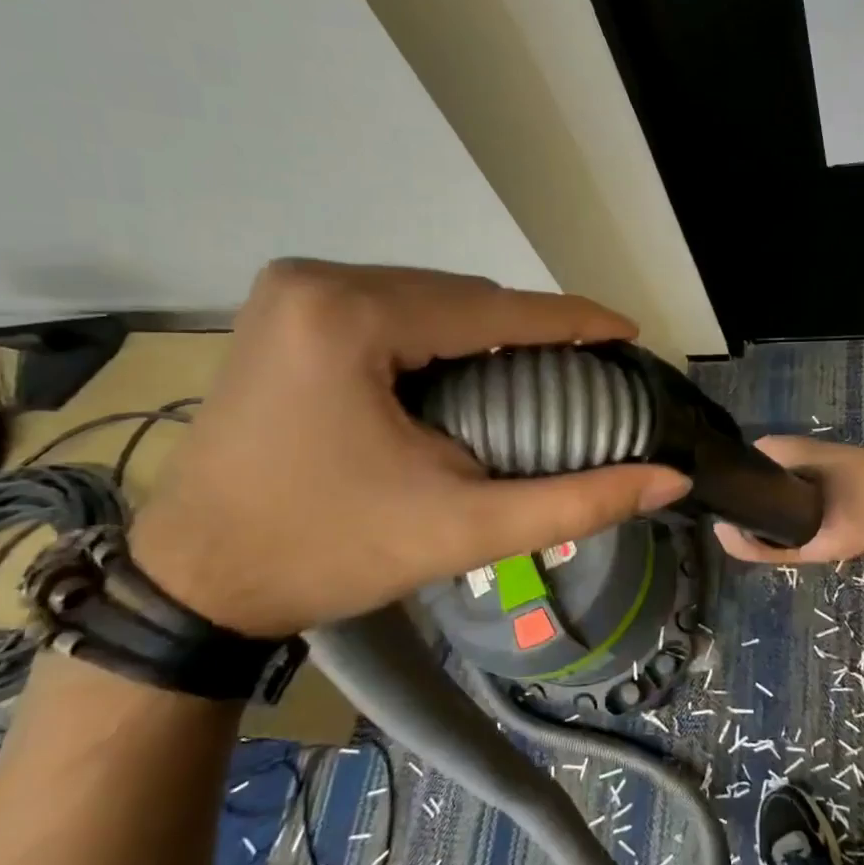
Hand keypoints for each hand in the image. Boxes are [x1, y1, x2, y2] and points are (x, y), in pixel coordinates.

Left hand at [129, 260, 689, 637]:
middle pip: (460, 297)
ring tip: (527, 377)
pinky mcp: (281, 310)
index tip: (628, 332)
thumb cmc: (329, 553)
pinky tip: (460, 372)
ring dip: (485, 332)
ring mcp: (290, 290)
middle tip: (576, 374)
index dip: (574, 321)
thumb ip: (576, 501)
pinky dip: (438, 333)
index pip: (494, 311)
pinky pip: (391, 305)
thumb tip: (668, 479)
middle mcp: (316, 281)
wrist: (196, 583)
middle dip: (527, 331)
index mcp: (352, 319)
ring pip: (428, 296)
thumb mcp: (465, 529)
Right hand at [712, 436, 863, 565]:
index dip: (742, 472)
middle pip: (756, 503)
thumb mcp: (800, 449)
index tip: (720, 474)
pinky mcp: (797, 550)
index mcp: (799, 471)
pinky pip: (765, 551)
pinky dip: (745, 546)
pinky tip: (727, 533)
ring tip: (721, 520)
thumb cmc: (836, 469)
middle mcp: (795, 499)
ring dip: (737, 527)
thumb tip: (746, 451)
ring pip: (756, 529)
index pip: (762, 471)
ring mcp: (795, 526)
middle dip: (737, 503)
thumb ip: (772, 449)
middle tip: (717, 502)